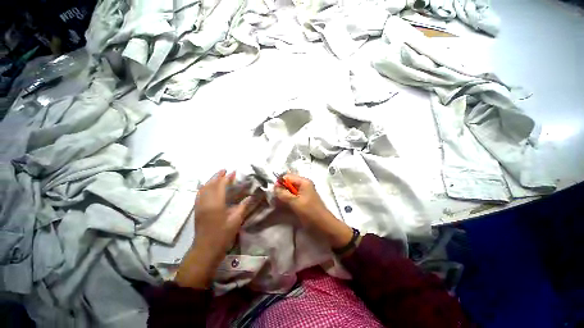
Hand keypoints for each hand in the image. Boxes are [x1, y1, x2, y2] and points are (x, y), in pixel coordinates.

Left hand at [194, 170, 254, 251]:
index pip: (220, 186)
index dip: (227, 178)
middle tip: (225, 170)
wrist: (206, 249)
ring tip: (218, 176)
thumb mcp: (236, 220)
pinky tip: (208, 187)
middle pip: (210, 184)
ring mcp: (199, 206)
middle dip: (217, 176)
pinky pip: (199, 194)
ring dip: (210, 180)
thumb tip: (251, 196)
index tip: (233, 172)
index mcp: (216, 204)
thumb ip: (243, 206)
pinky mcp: (197, 210)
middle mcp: (205, 202)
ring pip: (203, 188)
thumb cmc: (223, 235)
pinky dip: (204, 187)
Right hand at [274, 173, 353, 249]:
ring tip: (279, 203)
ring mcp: (304, 192)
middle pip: (288, 183)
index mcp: (303, 182)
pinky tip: (284, 205)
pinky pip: (292, 196)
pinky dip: (287, 199)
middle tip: (276, 199)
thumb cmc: (310, 213)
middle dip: (281, 190)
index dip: (280, 183)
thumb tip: (274, 187)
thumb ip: (284, 194)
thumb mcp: (295, 202)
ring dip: (283, 195)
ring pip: (289, 190)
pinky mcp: (303, 199)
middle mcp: (304, 184)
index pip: (287, 177)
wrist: (323, 225)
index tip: (274, 193)